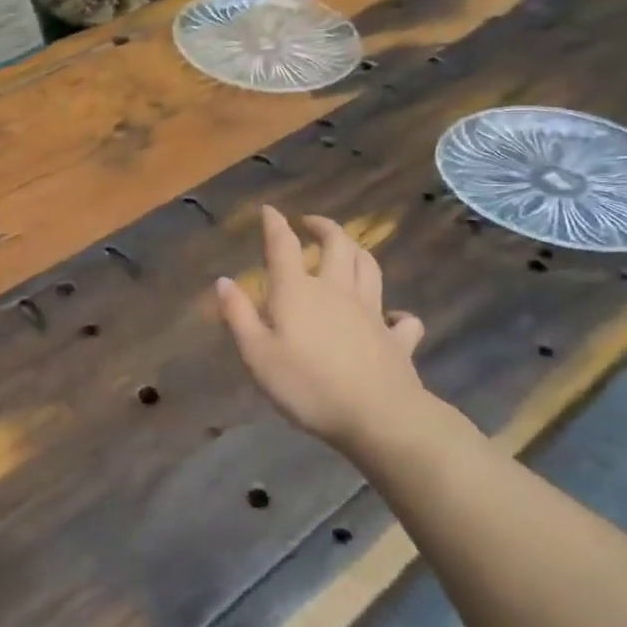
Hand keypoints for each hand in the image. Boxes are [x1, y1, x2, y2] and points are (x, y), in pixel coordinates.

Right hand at [215, 206, 451, 455]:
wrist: (378, 416)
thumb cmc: (307, 386)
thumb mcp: (257, 355)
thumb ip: (238, 316)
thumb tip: (223, 281)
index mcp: (298, 292)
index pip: (283, 246)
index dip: (275, 224)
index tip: (269, 210)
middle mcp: (337, 291)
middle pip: (337, 244)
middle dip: (324, 226)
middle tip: (311, 223)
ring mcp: (372, 313)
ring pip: (369, 268)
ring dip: (358, 251)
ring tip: (348, 248)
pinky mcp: (397, 340)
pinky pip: (403, 320)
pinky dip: (398, 314)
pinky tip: (394, 317)